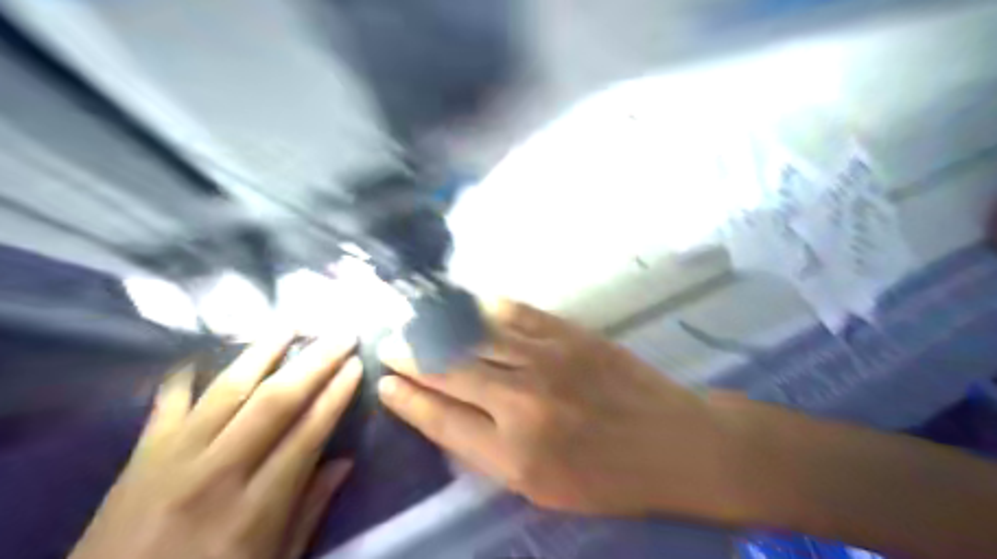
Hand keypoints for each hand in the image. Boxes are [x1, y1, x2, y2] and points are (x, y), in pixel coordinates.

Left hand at [70, 331, 364, 558]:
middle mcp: (217, 473)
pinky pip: (168, 402)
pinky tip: (207, 349)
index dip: (337, 394)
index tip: (357, 365)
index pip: (309, 432)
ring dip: (264, 351)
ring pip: (227, 389)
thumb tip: (345, 462)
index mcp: (256, 507)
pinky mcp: (139, 455)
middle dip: (314, 362)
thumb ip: (310, 509)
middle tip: (341, 335)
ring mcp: (172, 459)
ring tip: (291, 324)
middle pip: (275, 401)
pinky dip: (188, 373)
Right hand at [377, 299, 747, 521]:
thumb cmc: (607, 476)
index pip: (441, 419)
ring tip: (415, 321)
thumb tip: (443, 412)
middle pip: (451, 371)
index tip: (385, 383)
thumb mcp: (540, 486)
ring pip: (476, 336)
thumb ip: (488, 450)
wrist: (672, 442)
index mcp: (514, 453)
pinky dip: (483, 307)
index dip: (407, 399)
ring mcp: (547, 359)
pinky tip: (463, 304)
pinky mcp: (570, 333)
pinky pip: (515, 313)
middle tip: (390, 345)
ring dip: (438, 328)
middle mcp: (523, 401)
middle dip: (412, 357)